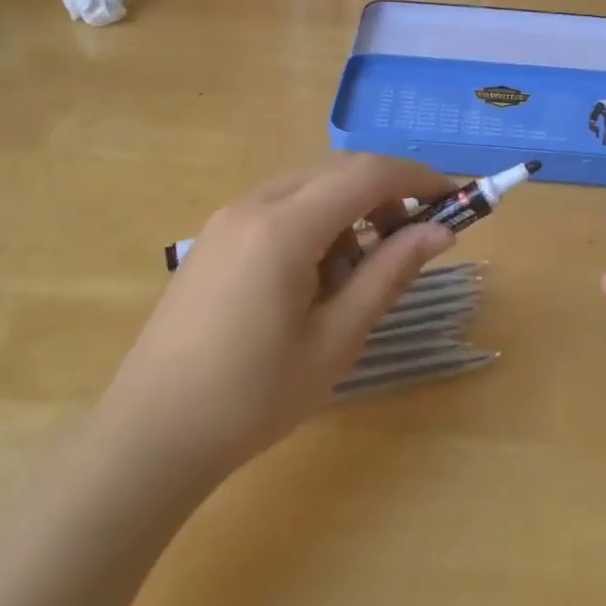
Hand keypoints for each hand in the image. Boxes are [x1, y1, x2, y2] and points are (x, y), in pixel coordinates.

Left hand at [107, 155, 454, 477]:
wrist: (151, 434)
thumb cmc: (253, 396)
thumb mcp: (336, 339)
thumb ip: (389, 274)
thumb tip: (440, 233)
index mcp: (284, 228)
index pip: (366, 174)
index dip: (417, 178)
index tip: (453, 199)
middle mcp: (252, 205)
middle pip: (337, 171)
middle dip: (385, 192)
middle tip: (414, 237)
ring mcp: (226, 219)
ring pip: (307, 186)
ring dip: (349, 208)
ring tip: (360, 270)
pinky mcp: (213, 238)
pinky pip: (278, 207)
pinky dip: (315, 221)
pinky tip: (315, 275)